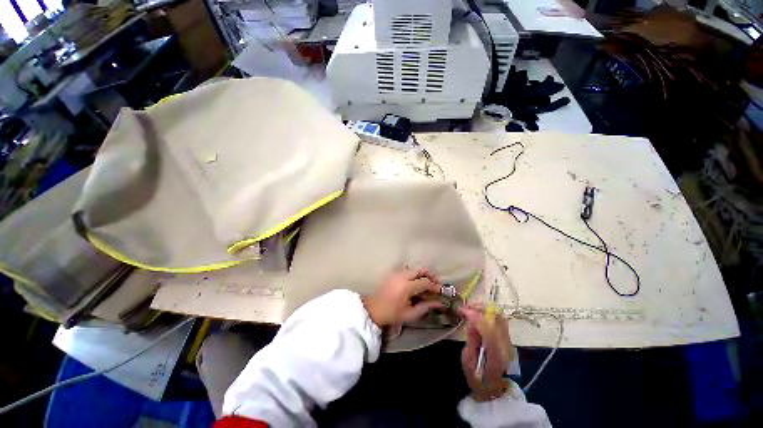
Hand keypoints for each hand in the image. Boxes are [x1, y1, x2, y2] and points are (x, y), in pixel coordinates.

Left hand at [363, 268, 443, 326]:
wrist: (373, 309)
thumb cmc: (392, 314)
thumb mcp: (410, 314)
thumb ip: (425, 307)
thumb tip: (439, 303)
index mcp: (406, 286)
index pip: (425, 282)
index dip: (434, 286)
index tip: (440, 291)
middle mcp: (402, 276)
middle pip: (420, 269)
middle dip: (430, 274)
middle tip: (436, 282)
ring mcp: (396, 273)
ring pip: (413, 268)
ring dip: (422, 273)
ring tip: (427, 282)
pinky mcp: (393, 273)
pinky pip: (407, 270)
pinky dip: (414, 273)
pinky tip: (416, 282)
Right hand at [460, 306, 513, 401]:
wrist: (494, 392)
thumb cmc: (478, 380)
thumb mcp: (468, 363)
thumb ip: (471, 342)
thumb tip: (471, 322)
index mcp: (496, 357)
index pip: (489, 331)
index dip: (475, 318)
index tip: (463, 311)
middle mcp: (506, 348)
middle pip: (497, 321)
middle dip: (481, 310)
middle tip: (467, 306)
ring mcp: (509, 343)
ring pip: (500, 319)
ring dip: (485, 310)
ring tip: (471, 306)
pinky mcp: (507, 341)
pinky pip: (499, 321)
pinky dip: (488, 314)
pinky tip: (478, 312)